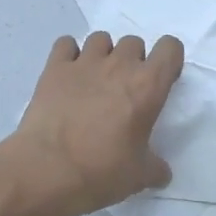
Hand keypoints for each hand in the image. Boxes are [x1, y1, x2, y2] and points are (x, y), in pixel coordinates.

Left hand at [2, 31, 184, 215]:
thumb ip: (155, 168)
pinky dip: (68, 54)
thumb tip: (162, 172)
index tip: (161, 82)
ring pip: (101, 39)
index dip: (168, 60)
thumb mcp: (139, 176)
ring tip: (95, 80)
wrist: (46, 170)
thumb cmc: (101, 171)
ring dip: (103, 54)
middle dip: (133, 60)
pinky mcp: (54, 67)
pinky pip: (65, 44)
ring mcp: (84, 62)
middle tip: (124, 90)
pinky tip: (68, 75)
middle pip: (134, 43)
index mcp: (147, 86)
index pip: (170, 47)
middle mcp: (119, 65)